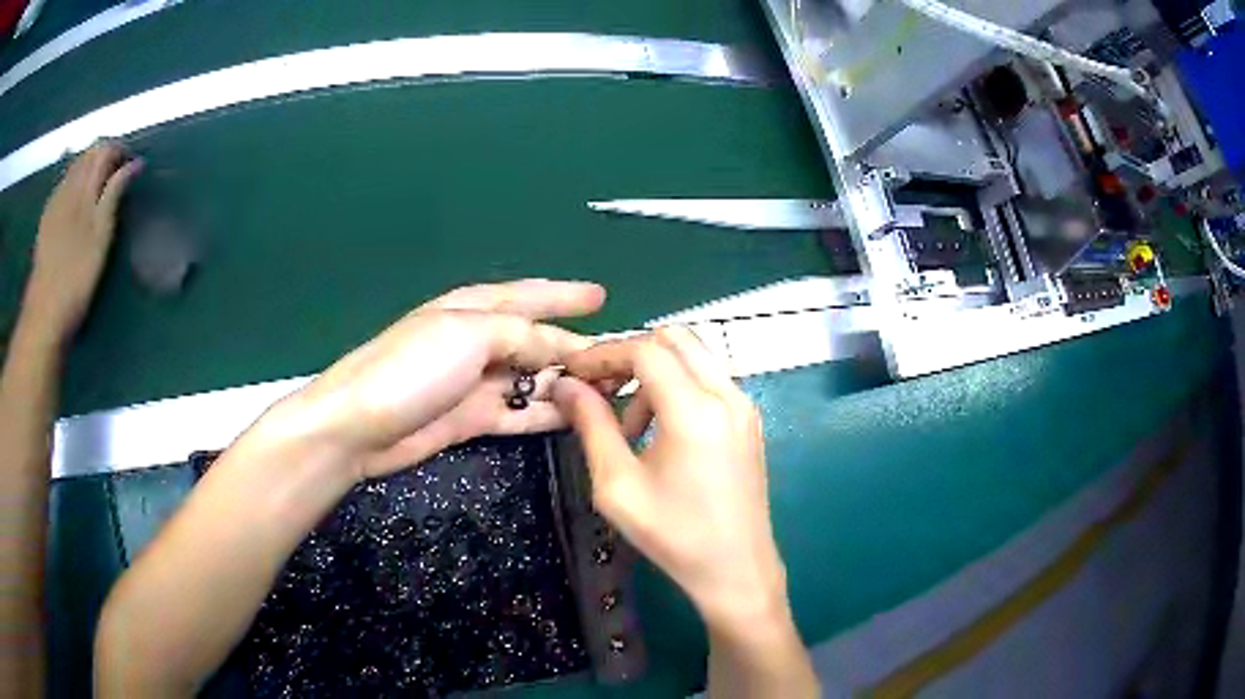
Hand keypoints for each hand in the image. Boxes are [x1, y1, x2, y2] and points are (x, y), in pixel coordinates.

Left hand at [24, 143, 142, 342]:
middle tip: (118, 174)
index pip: (105, 149)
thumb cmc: (76, 277)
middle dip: (104, 156)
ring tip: (99, 186)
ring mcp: (54, 202)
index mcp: (84, 185)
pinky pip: (63, 186)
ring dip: (89, 169)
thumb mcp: (101, 236)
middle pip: (88, 154)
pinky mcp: (46, 220)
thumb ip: (115, 194)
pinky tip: (77, 200)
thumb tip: (134, 164)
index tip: (133, 166)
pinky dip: (74, 183)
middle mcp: (68, 185)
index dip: (120, 151)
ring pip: (75, 168)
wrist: (44, 314)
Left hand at [292, 279, 605, 480]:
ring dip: (568, 385)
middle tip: (622, 361)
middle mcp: (479, 342)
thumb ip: (522, 336)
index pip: (531, 296)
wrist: (361, 425)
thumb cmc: (413, 367)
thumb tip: (563, 347)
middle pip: (538, 342)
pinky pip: (521, 413)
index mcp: (476, 309)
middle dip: (576, 349)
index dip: (565, 295)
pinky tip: (578, 418)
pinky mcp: (473, 419)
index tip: (602, 297)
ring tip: (611, 393)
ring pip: (534, 380)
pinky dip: (548, 414)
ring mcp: (476, 383)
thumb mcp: (469, 335)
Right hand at [552, 327, 789, 631]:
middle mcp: (727, 396)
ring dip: (655, 373)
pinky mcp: (750, 420)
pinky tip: (660, 430)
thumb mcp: (618, 485)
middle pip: (675, 338)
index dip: (603, 353)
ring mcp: (744, 406)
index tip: (573, 371)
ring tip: (629, 426)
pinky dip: (678, 387)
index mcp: (696, 411)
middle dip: (630, 354)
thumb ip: (591, 426)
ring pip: (694, 356)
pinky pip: (709, 380)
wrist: (737, 569)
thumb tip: (565, 385)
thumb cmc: (674, 535)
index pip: (646, 350)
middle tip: (599, 387)